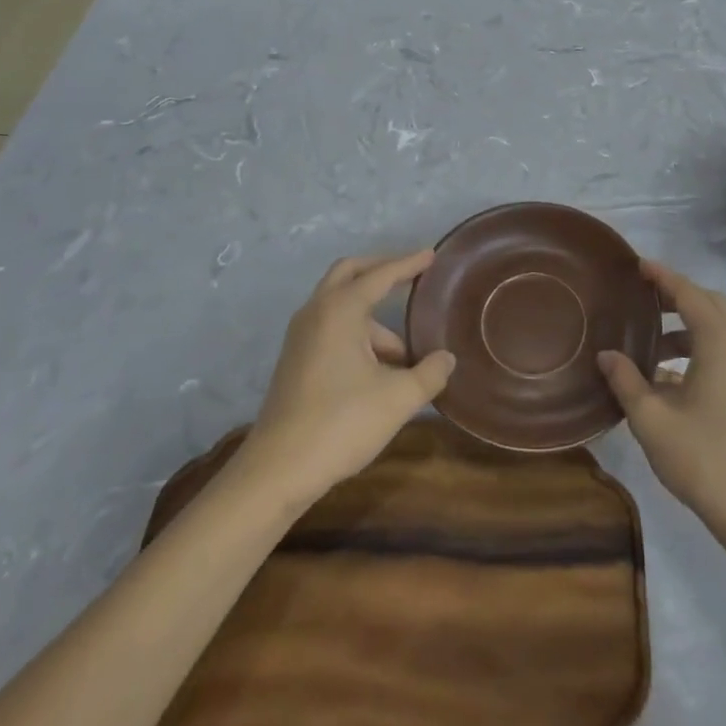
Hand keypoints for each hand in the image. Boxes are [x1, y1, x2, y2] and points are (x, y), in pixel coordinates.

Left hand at [240, 251, 455, 505]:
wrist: (278, 470)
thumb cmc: (341, 423)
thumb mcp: (398, 399)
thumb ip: (429, 373)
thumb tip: (447, 358)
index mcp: (340, 309)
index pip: (380, 275)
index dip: (409, 264)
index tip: (431, 255)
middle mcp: (317, 312)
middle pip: (350, 273)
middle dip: (381, 271)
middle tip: (411, 276)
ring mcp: (301, 336)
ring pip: (341, 305)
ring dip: (373, 317)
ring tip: (406, 354)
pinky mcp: (296, 359)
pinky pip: (331, 327)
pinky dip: (357, 332)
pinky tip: (380, 368)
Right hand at [599, 260, 725, 544]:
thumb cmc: (704, 461)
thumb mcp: (652, 421)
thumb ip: (627, 381)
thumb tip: (607, 356)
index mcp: (721, 343)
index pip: (689, 294)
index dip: (663, 277)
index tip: (639, 265)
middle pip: (711, 305)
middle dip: (678, 296)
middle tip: (644, 298)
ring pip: (723, 328)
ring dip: (690, 326)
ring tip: (654, 343)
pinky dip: (705, 347)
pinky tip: (677, 375)